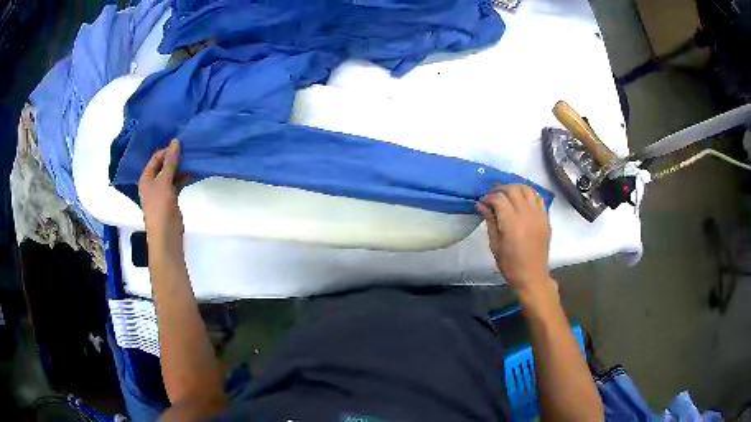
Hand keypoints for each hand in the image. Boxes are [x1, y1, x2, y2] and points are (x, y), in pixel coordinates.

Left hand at [139, 139, 184, 253]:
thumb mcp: (164, 181)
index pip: (156, 158)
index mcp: (146, 178)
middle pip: (163, 165)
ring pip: (171, 174)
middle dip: (175, 158)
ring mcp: (161, 191)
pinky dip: (183, 177)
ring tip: (193, 159)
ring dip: (180, 167)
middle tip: (189, 150)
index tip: (182, 146)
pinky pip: (176, 183)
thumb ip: (170, 161)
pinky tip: (193, 173)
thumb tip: (176, 141)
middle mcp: (152, 183)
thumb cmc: (160, 207)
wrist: (166, 235)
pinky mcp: (170, 199)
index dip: (167, 151)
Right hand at [476, 185, 552, 294]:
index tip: (482, 202)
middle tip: (492, 196)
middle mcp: (527, 213)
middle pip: (513, 189)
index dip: (488, 197)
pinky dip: (528, 194)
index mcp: (512, 222)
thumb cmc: (510, 264)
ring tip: (507, 195)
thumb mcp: (495, 244)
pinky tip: (522, 201)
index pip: (499, 198)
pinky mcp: (545, 217)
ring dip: (515, 188)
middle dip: (500, 189)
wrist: (532, 275)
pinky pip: (538, 198)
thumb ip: (490, 221)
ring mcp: (538, 214)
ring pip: (527, 189)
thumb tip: (481, 204)